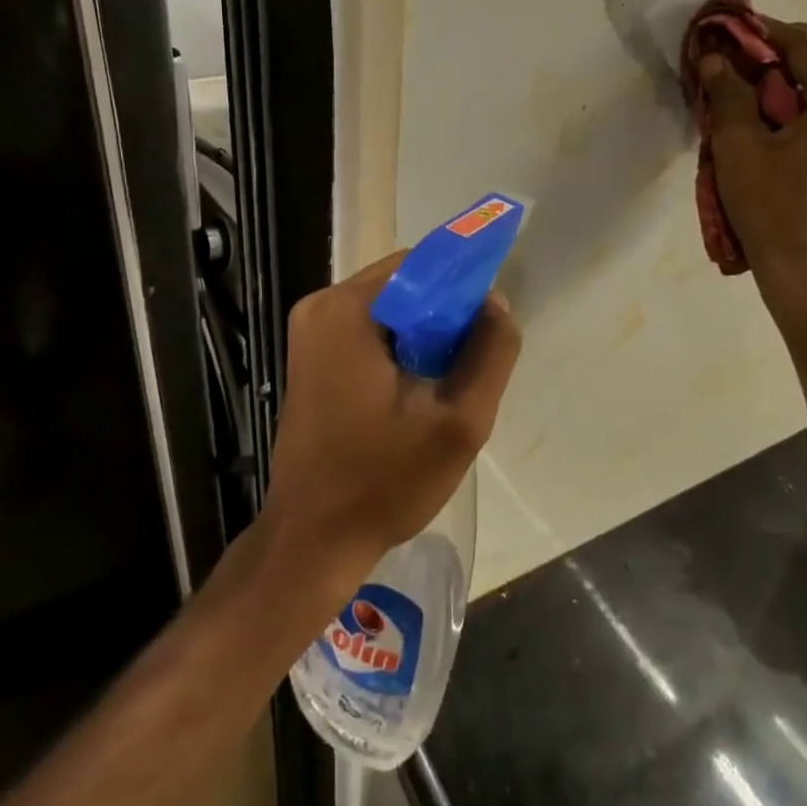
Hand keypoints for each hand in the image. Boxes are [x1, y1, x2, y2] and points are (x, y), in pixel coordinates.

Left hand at [261, 252, 522, 590]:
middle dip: (445, 315)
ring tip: (446, 383)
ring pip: (391, 309)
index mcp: (346, 310)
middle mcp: (321, 308)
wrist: (313, 541)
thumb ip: (490, 352)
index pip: (422, 264)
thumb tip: (495, 302)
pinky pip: (371, 331)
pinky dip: (402, 347)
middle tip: (470, 363)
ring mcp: (311, 333)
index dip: (464, 286)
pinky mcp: (312, 357)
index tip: (489, 325)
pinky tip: (418, 391)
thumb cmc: (384, 482)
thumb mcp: (459, 421)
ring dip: (426, 334)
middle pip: (405, 284)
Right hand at [700, 20, 806, 302]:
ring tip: (761, 71)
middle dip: (799, 40)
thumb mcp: (738, 145)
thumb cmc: (767, 202)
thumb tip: (715, 59)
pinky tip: (775, 105)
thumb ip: (729, 94)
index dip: (770, 30)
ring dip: (805, 65)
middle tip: (758, 43)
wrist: (796, 261)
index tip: (737, 25)